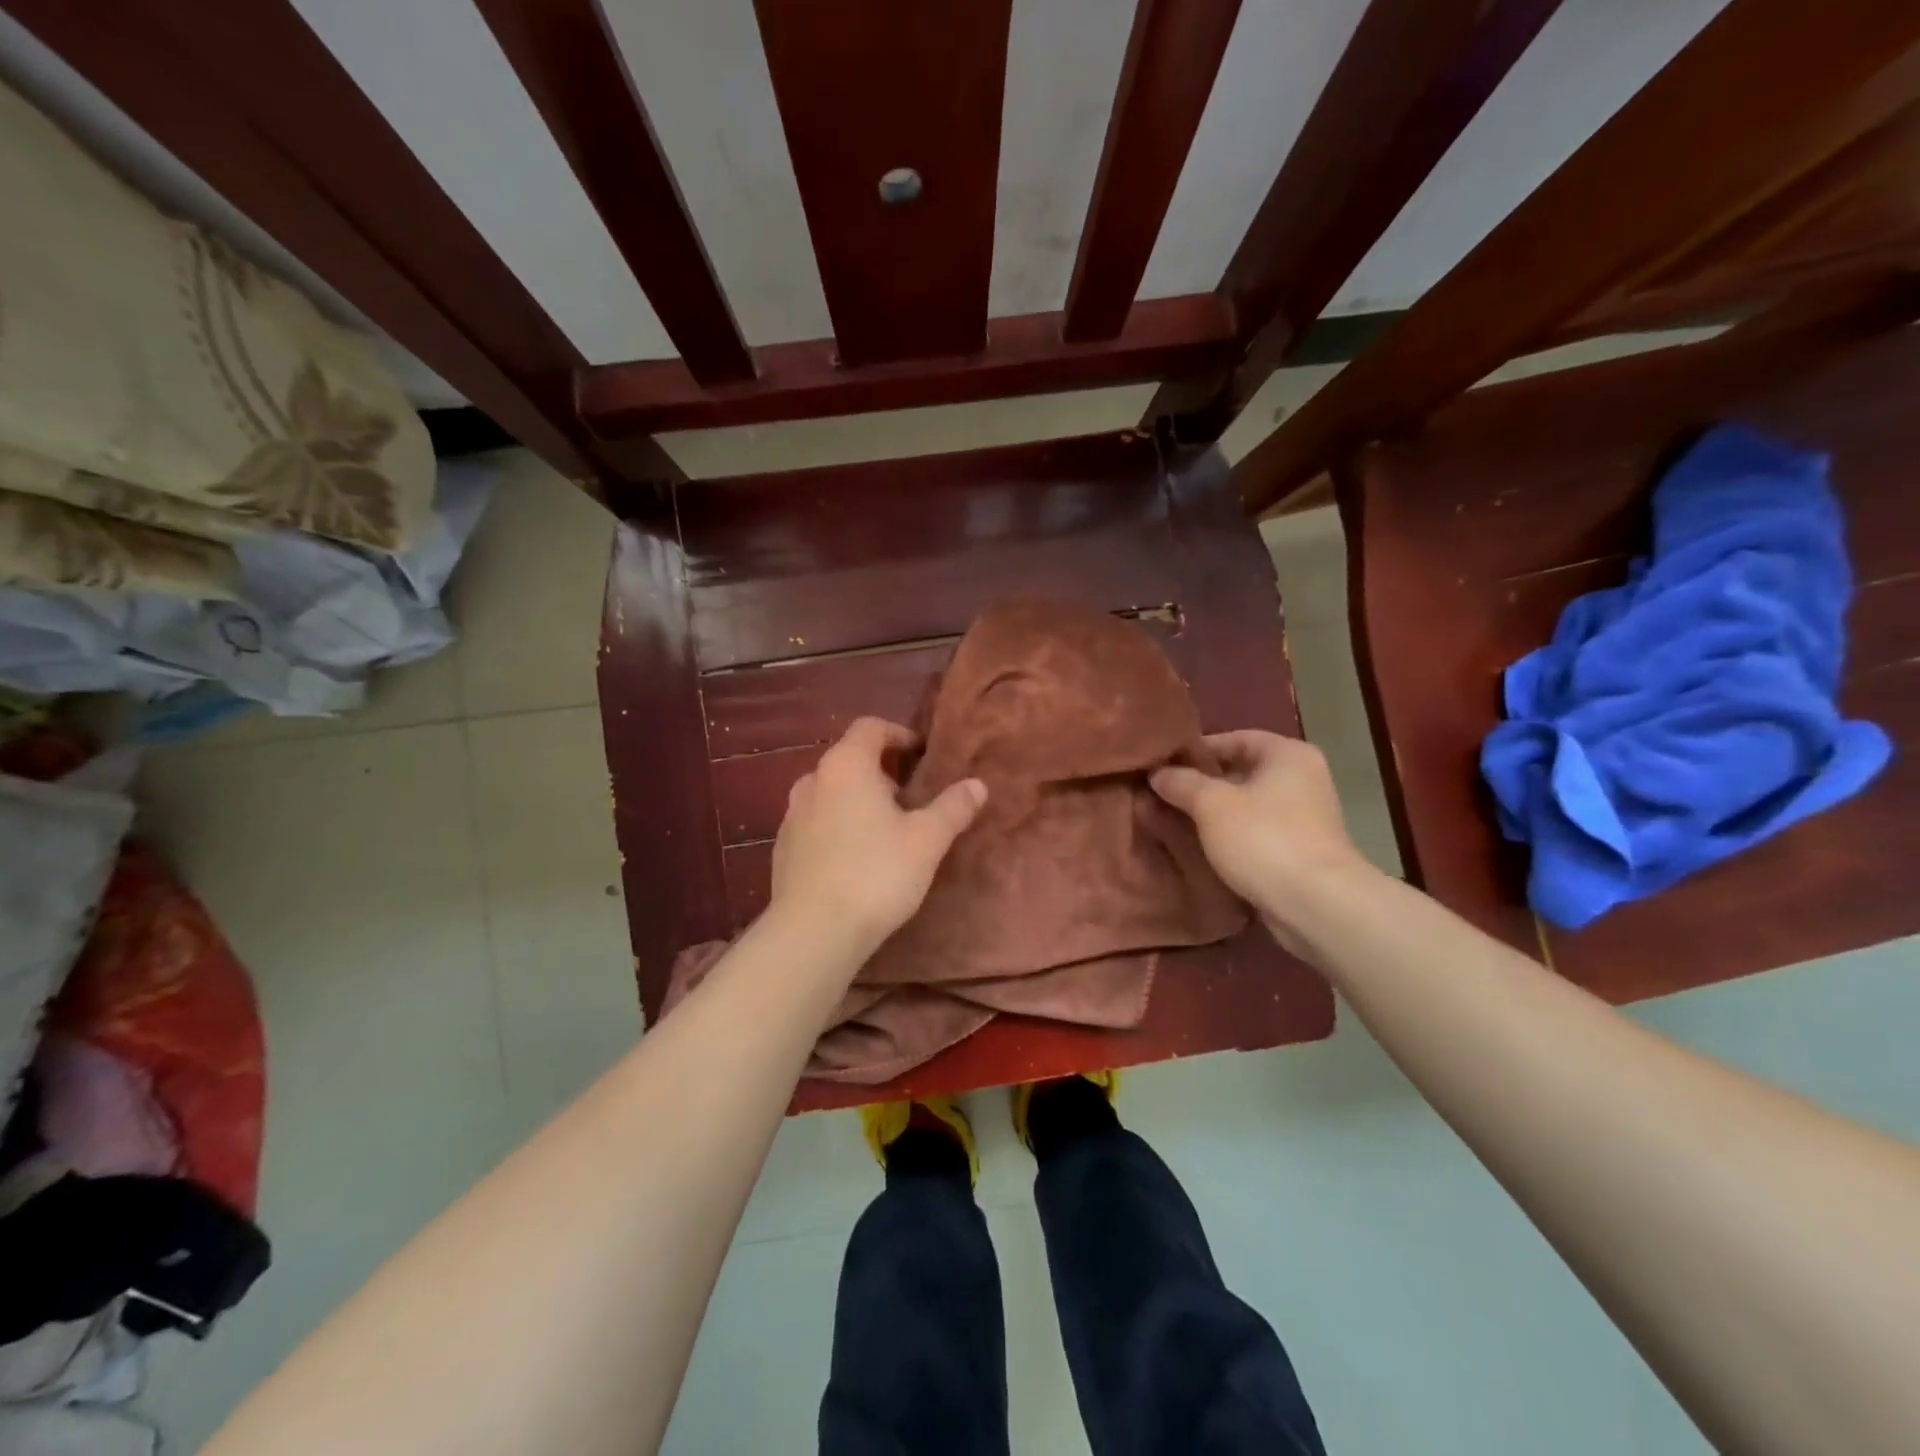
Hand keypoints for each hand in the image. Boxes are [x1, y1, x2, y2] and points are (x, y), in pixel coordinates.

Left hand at [768, 717, 987, 955]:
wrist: (814, 931)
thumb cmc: (876, 873)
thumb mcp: (927, 840)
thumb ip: (953, 807)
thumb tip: (978, 785)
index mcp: (846, 765)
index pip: (870, 727)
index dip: (897, 734)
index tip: (920, 754)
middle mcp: (812, 780)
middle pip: (849, 759)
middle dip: (880, 772)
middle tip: (909, 799)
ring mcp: (791, 815)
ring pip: (830, 792)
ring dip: (857, 800)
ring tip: (884, 830)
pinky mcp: (782, 847)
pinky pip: (815, 822)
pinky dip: (837, 826)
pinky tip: (855, 859)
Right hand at [1150, 730, 1372, 941]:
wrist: (1316, 905)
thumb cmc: (1264, 839)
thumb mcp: (1212, 804)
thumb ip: (1181, 783)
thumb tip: (1157, 773)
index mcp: (1288, 755)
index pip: (1235, 738)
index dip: (1197, 750)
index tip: (1163, 765)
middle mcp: (1302, 779)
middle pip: (1240, 772)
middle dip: (1200, 784)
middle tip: (1160, 794)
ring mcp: (1304, 817)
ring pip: (1246, 805)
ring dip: (1212, 814)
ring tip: (1172, 821)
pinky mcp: (1299, 851)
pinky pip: (1254, 833)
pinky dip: (1229, 837)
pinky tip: (1199, 848)